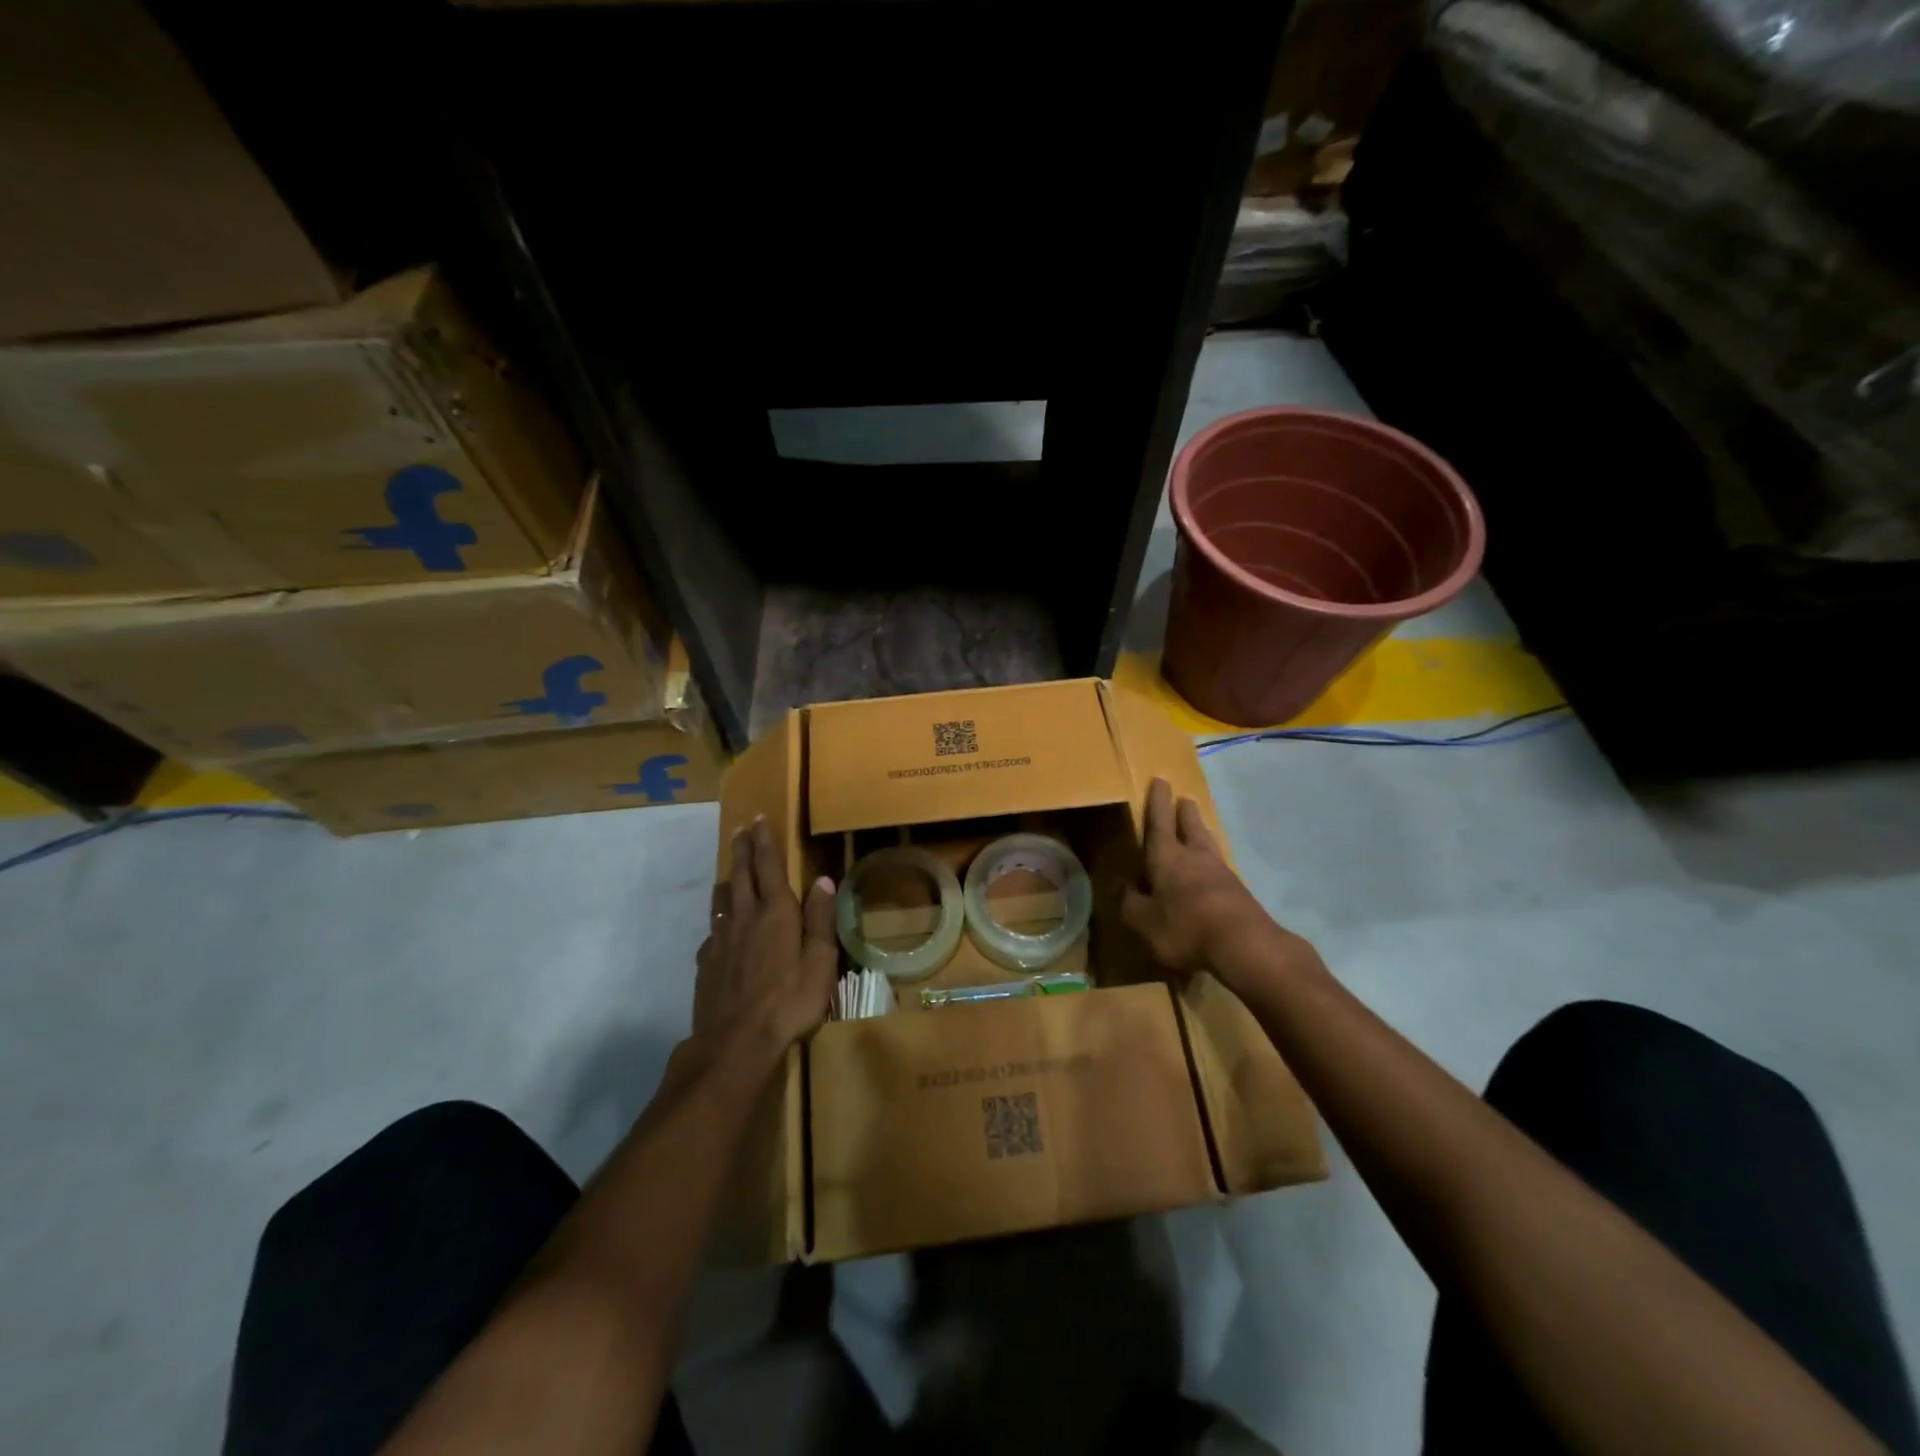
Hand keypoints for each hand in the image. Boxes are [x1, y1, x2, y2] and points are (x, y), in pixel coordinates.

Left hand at [696, 817, 837, 1060]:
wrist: (735, 1043)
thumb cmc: (789, 1002)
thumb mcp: (820, 962)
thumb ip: (820, 920)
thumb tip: (823, 881)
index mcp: (776, 913)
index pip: (769, 866)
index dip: (765, 841)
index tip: (759, 818)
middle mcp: (745, 918)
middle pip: (741, 875)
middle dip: (742, 849)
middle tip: (740, 829)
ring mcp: (721, 940)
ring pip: (723, 899)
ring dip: (728, 879)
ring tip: (731, 872)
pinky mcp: (706, 962)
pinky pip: (713, 930)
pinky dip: (720, 920)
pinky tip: (722, 930)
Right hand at [1121, 778, 1289, 989]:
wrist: (1245, 946)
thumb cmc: (1185, 927)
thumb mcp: (1143, 921)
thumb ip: (1129, 902)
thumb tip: (1119, 885)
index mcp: (1167, 857)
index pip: (1159, 822)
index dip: (1158, 802)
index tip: (1160, 779)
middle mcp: (1195, 858)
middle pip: (1190, 827)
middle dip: (1185, 812)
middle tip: (1184, 799)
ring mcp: (1221, 874)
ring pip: (1208, 845)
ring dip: (1201, 833)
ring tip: (1199, 828)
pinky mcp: (1239, 893)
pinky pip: (1220, 869)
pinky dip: (1212, 863)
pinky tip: (1212, 872)